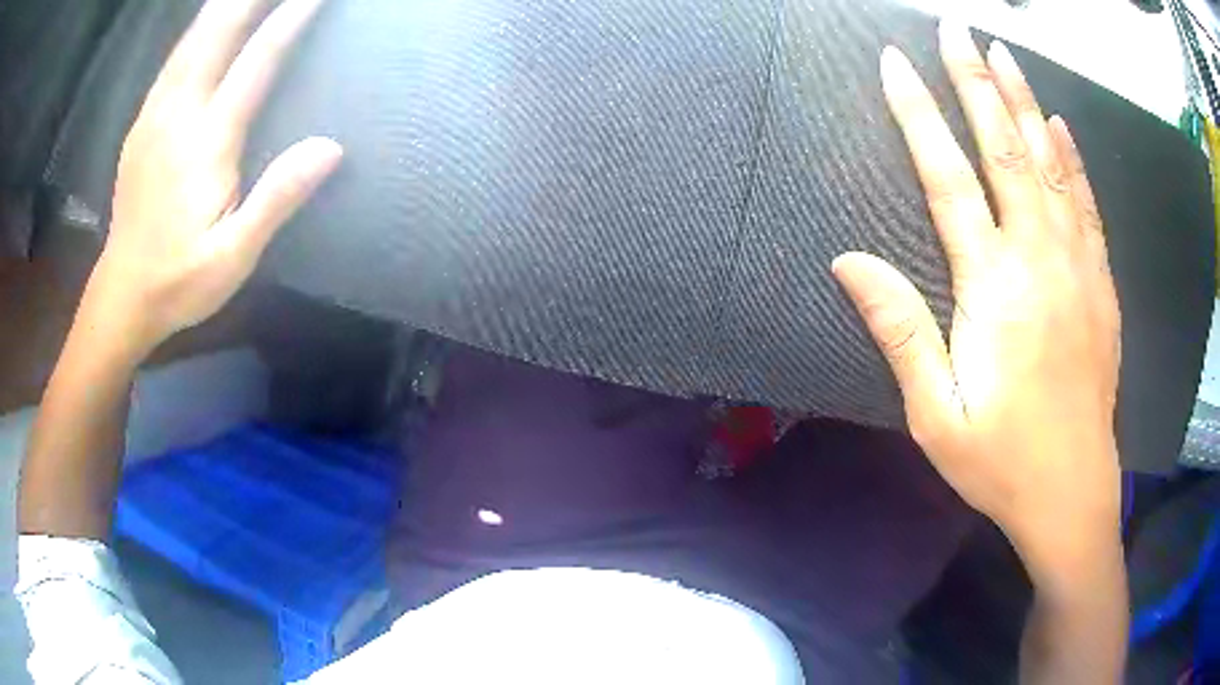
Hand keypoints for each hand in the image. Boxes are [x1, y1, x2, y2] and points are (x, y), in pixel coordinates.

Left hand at [88, 0, 341, 357]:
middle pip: (217, 32)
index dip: (291, 18)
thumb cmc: (179, 282)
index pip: (257, 60)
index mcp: (206, 143)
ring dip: (223, 6)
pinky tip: (209, 21)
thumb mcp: (233, 257)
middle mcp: (178, 114)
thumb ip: (276, 200)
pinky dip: (198, 28)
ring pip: (192, 38)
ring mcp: (154, 115)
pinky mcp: (142, 123)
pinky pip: (174, 57)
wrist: (122, 296)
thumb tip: (331, 147)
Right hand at [833, 22, 1121, 576]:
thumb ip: (901, 330)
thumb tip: (848, 260)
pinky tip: (1059, 125)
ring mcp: (1077, 267)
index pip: (949, 178)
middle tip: (955, 29)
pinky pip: (1087, 206)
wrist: (1071, 492)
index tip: (895, 65)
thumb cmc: (1000, 461)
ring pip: (1050, 165)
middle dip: (975, 82)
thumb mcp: (935, 414)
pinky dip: (1073, 159)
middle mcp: (1038, 259)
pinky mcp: (1100, 285)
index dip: (919, 116)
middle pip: (1004, 150)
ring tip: (1003, 53)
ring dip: (1023, 102)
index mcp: (993, 288)